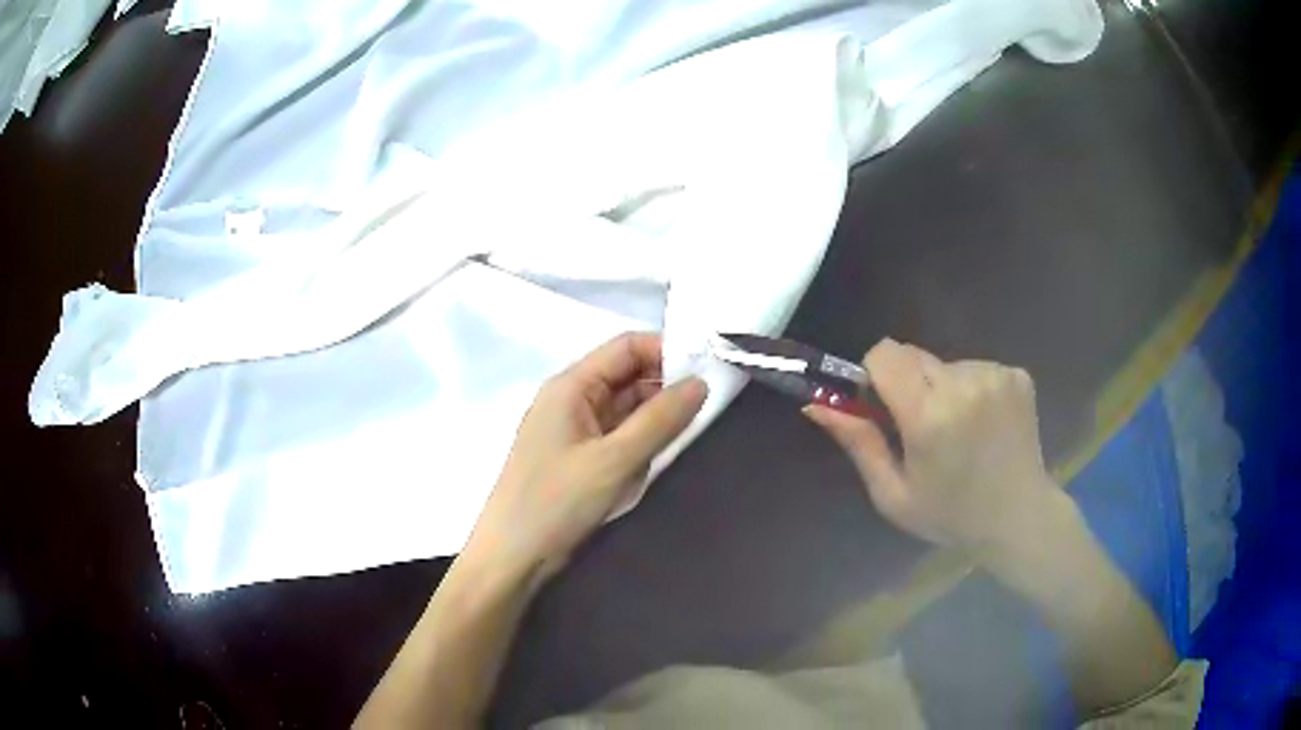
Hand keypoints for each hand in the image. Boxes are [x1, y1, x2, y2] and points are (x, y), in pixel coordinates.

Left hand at [464, 333, 706, 584]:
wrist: (512, 558)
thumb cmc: (556, 503)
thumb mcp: (614, 461)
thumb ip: (660, 420)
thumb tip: (701, 383)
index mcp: (571, 386)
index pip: (626, 347)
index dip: (667, 351)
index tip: (709, 370)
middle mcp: (571, 401)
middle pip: (627, 377)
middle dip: (664, 391)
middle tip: (706, 410)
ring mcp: (574, 432)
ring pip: (626, 412)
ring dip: (652, 425)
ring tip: (678, 444)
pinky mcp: (578, 461)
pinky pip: (618, 440)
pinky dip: (638, 449)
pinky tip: (650, 467)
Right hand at [804, 338, 1060, 557]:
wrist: (1018, 517)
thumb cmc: (950, 515)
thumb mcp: (893, 494)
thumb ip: (858, 443)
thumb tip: (815, 405)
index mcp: (928, 416)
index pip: (885, 354)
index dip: (875, 375)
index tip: (884, 407)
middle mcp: (963, 384)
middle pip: (913, 355)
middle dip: (909, 385)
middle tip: (924, 429)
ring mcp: (995, 375)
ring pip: (946, 363)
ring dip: (943, 389)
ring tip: (960, 433)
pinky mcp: (1016, 374)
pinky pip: (976, 368)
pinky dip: (972, 390)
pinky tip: (984, 425)